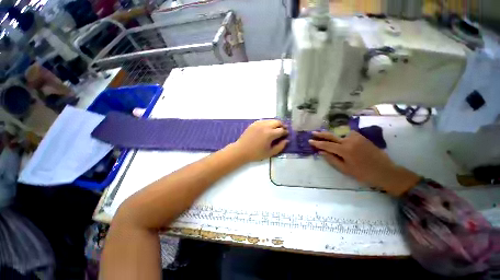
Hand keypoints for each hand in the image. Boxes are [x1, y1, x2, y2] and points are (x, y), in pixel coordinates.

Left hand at [231, 120, 288, 161]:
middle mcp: (265, 126)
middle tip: (283, 130)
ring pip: (271, 120)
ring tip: (276, 129)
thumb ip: (280, 146)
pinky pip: (264, 120)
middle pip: (277, 122)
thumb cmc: (256, 153)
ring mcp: (259, 123)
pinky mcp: (254, 123)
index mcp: (270, 133)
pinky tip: (267, 128)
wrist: (241, 150)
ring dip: (275, 123)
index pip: (282, 130)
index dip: (286, 132)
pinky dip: (268, 123)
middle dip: (282, 126)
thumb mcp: (270, 153)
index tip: (286, 135)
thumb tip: (286, 140)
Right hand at [309, 131, 419, 195]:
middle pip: (331, 136)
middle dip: (321, 134)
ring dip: (332, 136)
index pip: (326, 145)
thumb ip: (331, 159)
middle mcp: (349, 141)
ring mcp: (357, 137)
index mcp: (345, 150)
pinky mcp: (362, 137)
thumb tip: (321, 152)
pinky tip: (341, 139)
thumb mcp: (345, 169)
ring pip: (340, 134)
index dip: (317, 143)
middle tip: (313, 133)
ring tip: (325, 137)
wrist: (385, 171)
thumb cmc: (363, 173)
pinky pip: (348, 134)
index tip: (310, 141)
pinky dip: (342, 136)